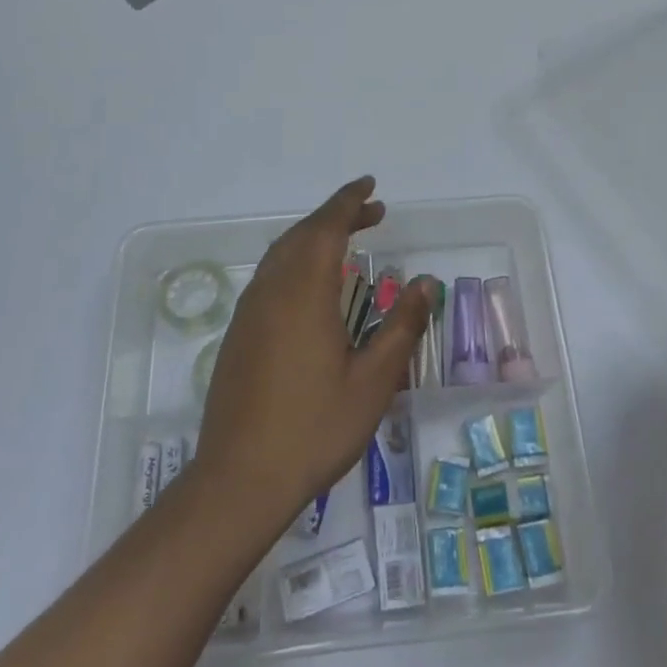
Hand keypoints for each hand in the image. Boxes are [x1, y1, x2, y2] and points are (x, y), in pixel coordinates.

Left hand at [195, 177, 430, 535]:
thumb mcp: (373, 381)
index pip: (326, 227)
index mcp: (304, 293)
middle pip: (302, 234)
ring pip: (281, 253)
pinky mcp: (239, 334)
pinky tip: (312, 285)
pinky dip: (295, 260)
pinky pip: (269, 276)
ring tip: (346, 240)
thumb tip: (427, 284)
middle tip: (372, 212)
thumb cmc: (314, 428)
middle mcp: (272, 291)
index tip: (371, 187)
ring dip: (314, 237)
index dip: (349, 202)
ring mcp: (250, 312)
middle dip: (336, 215)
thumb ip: (401, 327)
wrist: (240, 480)